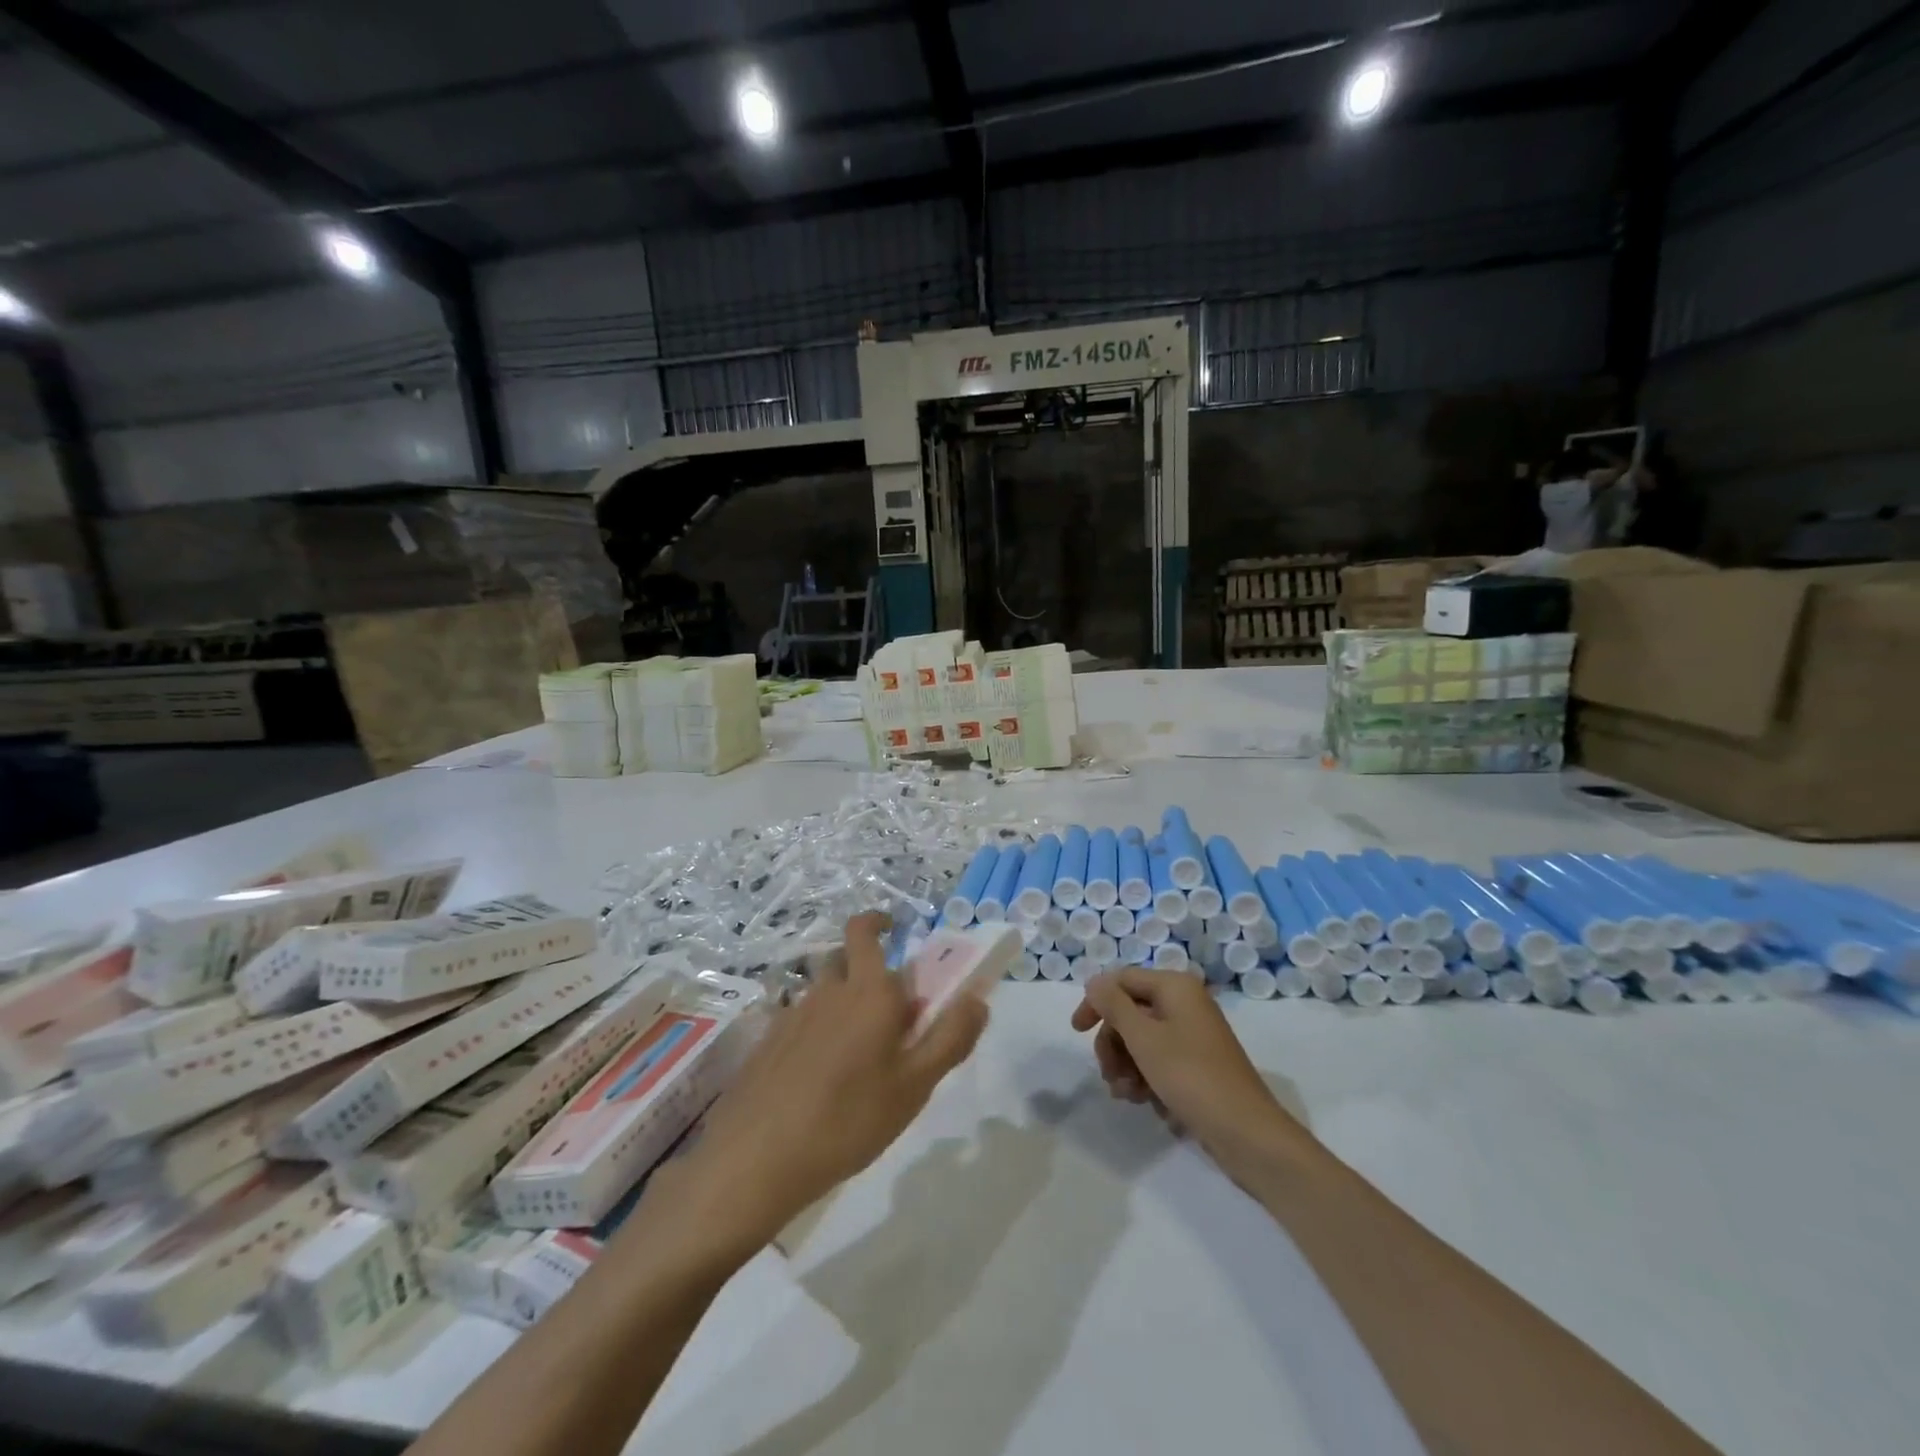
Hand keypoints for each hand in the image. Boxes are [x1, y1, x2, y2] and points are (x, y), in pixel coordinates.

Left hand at [662, 912, 990, 1253]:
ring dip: (843, 1004)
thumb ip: (950, 1038)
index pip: (864, 932)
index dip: (877, 922)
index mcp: (868, 992)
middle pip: (844, 960)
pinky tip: (821, 1078)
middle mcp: (828, 991)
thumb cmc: (849, 1118)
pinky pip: (801, 1021)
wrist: (756, 1160)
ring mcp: (791, 1016)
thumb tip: (978, 997)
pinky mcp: (767, 1044)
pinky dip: (818, 1032)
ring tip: (859, 1055)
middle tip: (890, 1012)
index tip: (894, 929)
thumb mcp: (915, 1086)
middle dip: (867, 969)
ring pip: (823, 993)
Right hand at [1072, 969, 1310, 1179]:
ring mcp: (1193, 1035)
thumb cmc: (1191, 1076)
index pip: (1121, 980)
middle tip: (1108, 1074)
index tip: (1076, 1032)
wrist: (1247, 1134)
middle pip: (1130, 1011)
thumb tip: (1095, 981)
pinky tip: (1145, 1102)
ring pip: (1142, 1039)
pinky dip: (1146, 1077)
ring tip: (1127, 1095)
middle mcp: (1185, 1003)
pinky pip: (1160, 1060)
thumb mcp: (1143, 1038)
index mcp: (1175, 987)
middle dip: (1113, 1042)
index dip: (1095, 1002)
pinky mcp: (1198, 1064)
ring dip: (1126, 1065)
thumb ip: (1113, 1005)